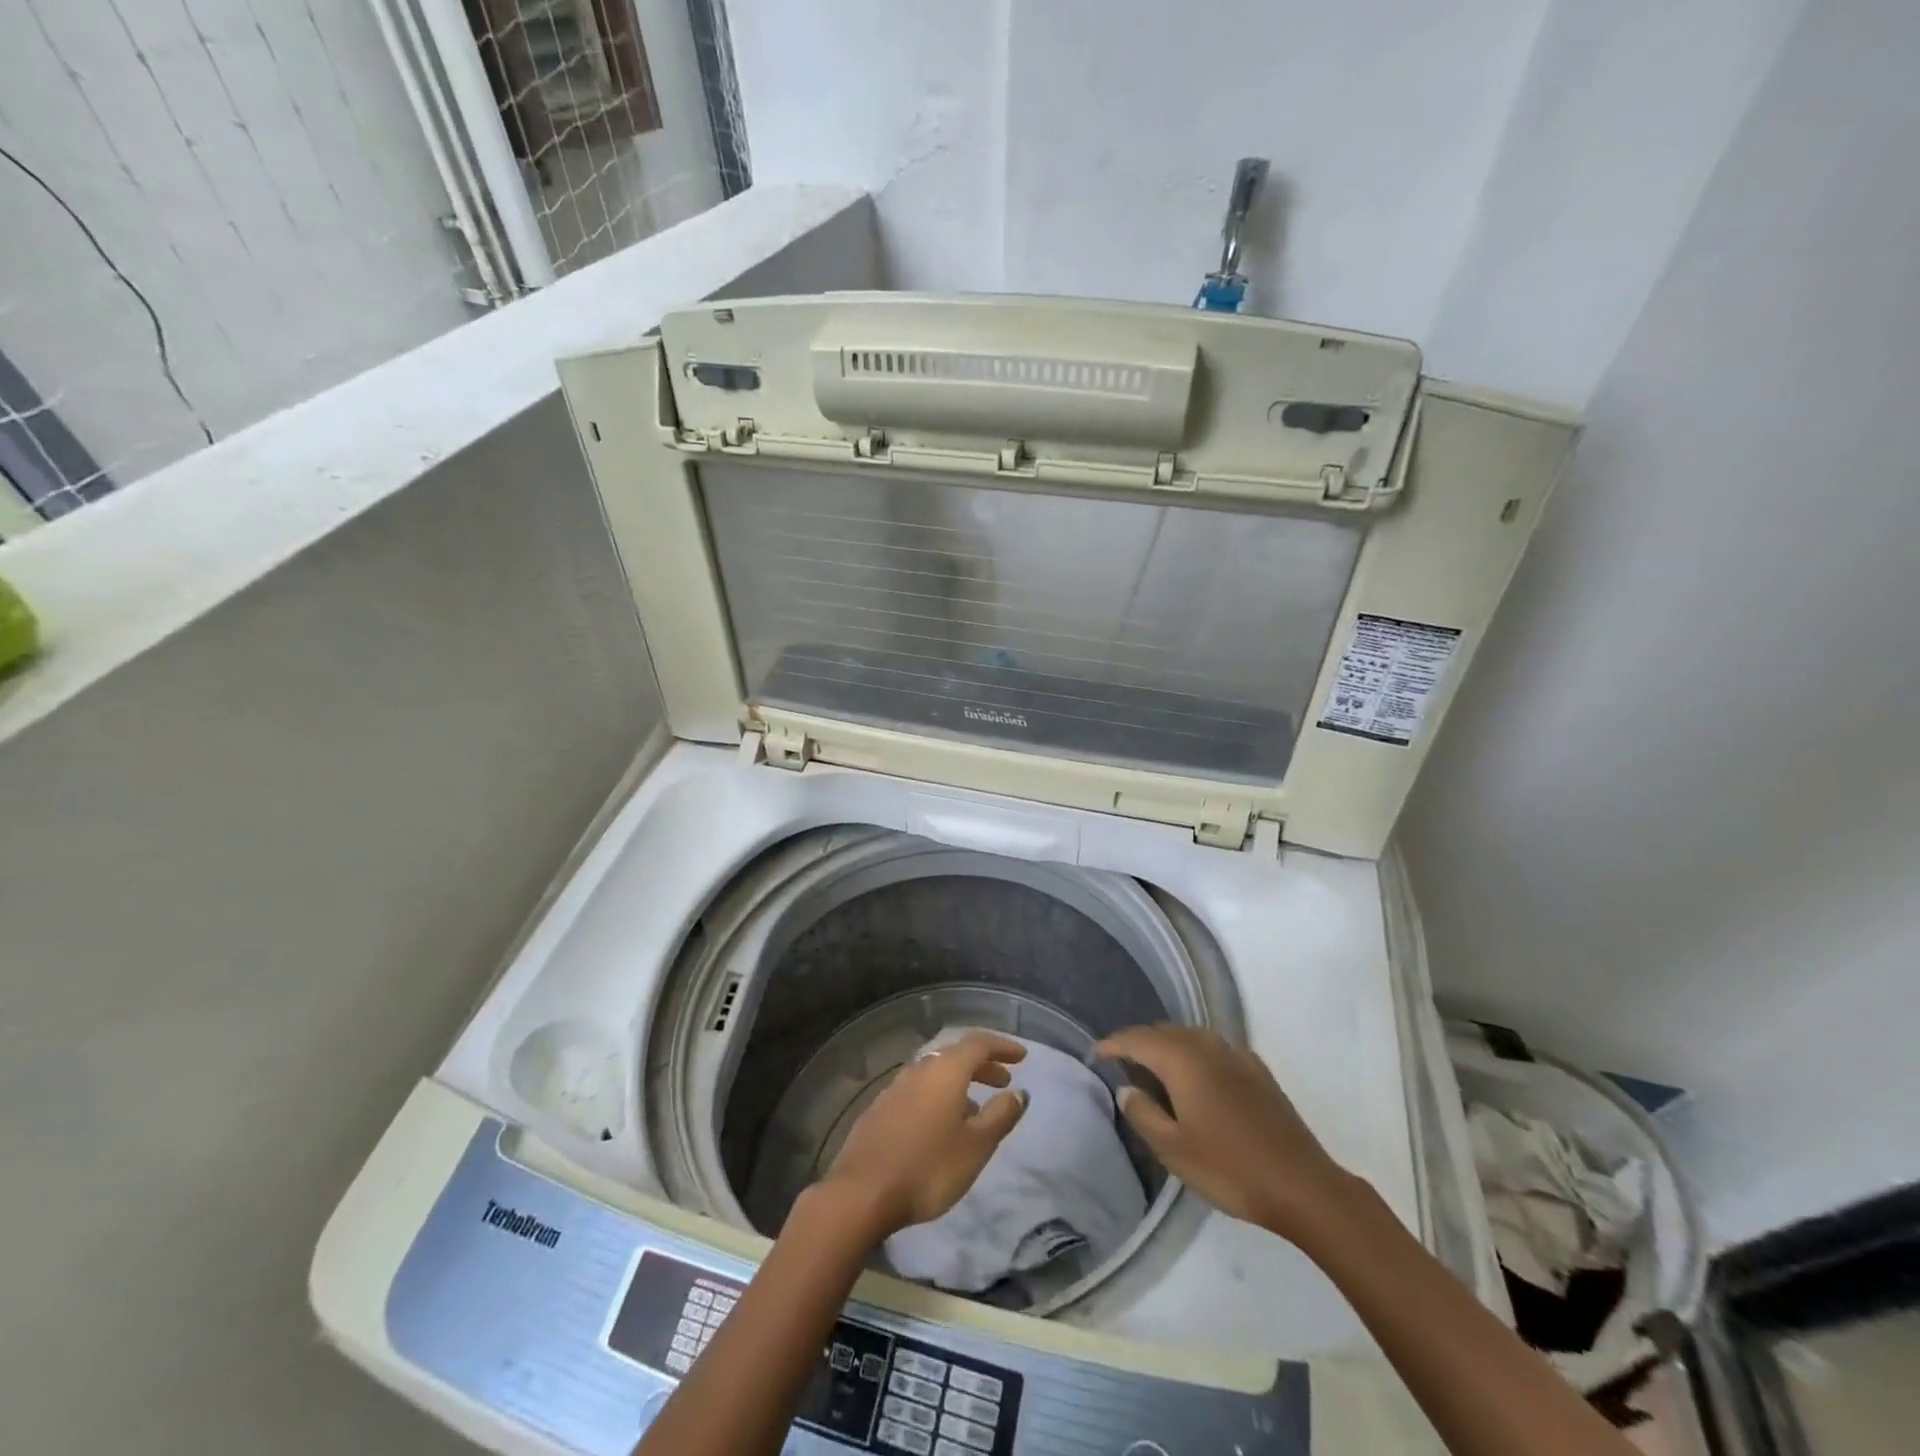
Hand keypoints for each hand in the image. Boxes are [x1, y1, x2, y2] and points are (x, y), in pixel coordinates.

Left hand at [819, 1032, 1029, 1243]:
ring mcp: (896, 1087)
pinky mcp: (880, 1109)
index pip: (978, 1043)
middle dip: (983, 1065)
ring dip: (960, 1083)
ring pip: (935, 1074)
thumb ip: (1000, 1116)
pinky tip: (941, 1126)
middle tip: (1003, 1081)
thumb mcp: (976, 1146)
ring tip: (976, 1109)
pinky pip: (918, 1091)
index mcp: (945, 1071)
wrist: (861, 1192)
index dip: (1002, 1047)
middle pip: (955, 1056)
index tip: (1022, 1057)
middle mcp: (920, 1069)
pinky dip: (938, 1097)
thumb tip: (1019, 1092)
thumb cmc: (928, 1167)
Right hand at [1094, 1025, 1357, 1243]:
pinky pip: (1213, 1048)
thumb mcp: (1173, 1149)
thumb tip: (1127, 1089)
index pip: (1137, 1039)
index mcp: (1182, 1059)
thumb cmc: (1230, 1168)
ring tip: (1153, 1068)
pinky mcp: (1257, 1070)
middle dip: (1139, 1042)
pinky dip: (1194, 1054)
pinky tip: (1196, 1077)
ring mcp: (1236, 1054)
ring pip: (1190, 1036)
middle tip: (1121, 1062)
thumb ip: (1143, 1114)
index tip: (1096, 1053)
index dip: (1113, 1044)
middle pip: (1163, 1031)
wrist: (1303, 1185)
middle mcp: (1207, 1045)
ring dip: (1167, 1046)